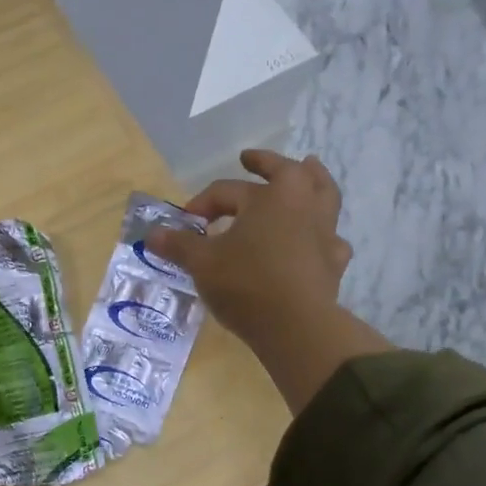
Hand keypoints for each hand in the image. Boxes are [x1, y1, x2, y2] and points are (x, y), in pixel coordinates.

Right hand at [146, 150, 351, 344]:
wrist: (296, 326)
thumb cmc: (246, 283)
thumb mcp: (202, 263)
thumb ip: (179, 245)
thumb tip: (151, 234)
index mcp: (271, 196)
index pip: (227, 190)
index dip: (202, 203)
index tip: (186, 221)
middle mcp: (303, 205)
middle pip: (289, 173)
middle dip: (267, 164)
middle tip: (251, 159)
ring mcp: (325, 233)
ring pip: (324, 196)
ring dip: (315, 181)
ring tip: (310, 171)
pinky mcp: (334, 263)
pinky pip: (330, 240)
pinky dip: (322, 235)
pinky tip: (315, 242)